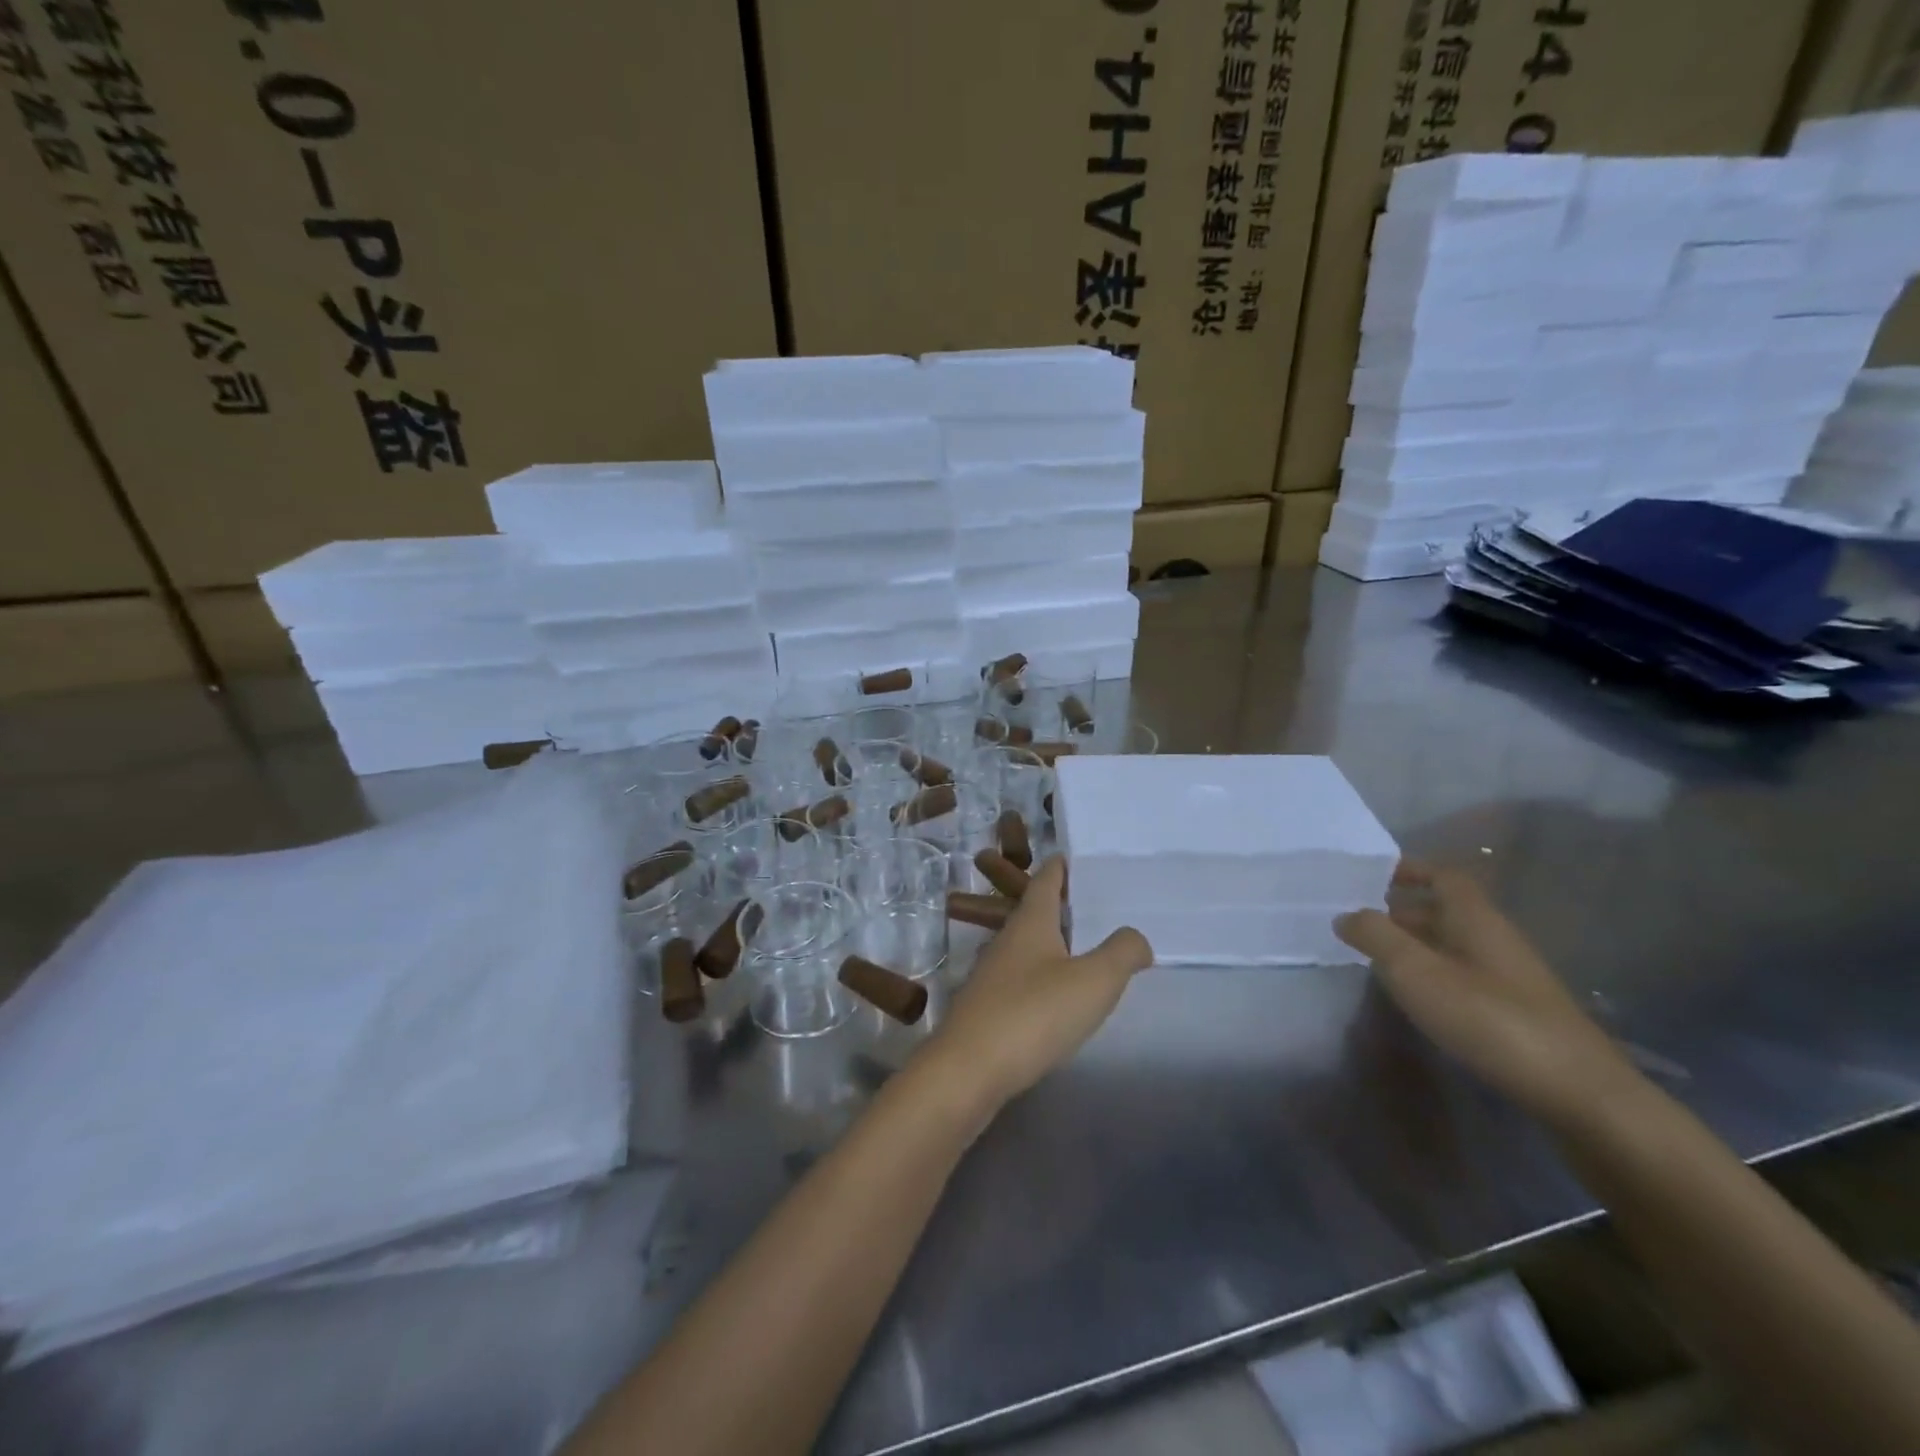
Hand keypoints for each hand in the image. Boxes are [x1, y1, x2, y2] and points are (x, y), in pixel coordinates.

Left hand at [922, 857, 1151, 1114]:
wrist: (968, 1070)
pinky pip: (1019, 980)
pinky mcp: (985, 1009)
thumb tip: (1136, 937)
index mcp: (1030, 923)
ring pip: (1025, 947)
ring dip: (1049, 944)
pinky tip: (1054, 997)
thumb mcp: (1093, 981)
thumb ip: (1122, 953)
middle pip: (1032, 912)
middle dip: (1058, 906)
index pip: (1045, 882)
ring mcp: (991, 975)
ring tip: (1080, 951)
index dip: (1059, 868)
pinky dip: (1040, 977)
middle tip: (1090, 905)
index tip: (1072, 857)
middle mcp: (1006, 941)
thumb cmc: (1034, 1014)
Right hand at [1334, 863, 1634, 1127]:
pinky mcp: (1516, 1012)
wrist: (1580, 1094)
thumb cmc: (1492, 1020)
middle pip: (1446, 910)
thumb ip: (1376, 937)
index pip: (1444, 876)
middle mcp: (1495, 939)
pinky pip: (1464, 975)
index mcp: (1476, 919)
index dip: (1410, 869)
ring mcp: (1510, 978)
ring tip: (1377, 959)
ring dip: (1416, 944)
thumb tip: (1346, 914)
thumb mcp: (1418, 973)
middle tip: (1359, 922)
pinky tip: (1417, 998)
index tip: (1371, 876)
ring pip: (1454, 945)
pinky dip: (1434, 974)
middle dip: (1403, 910)